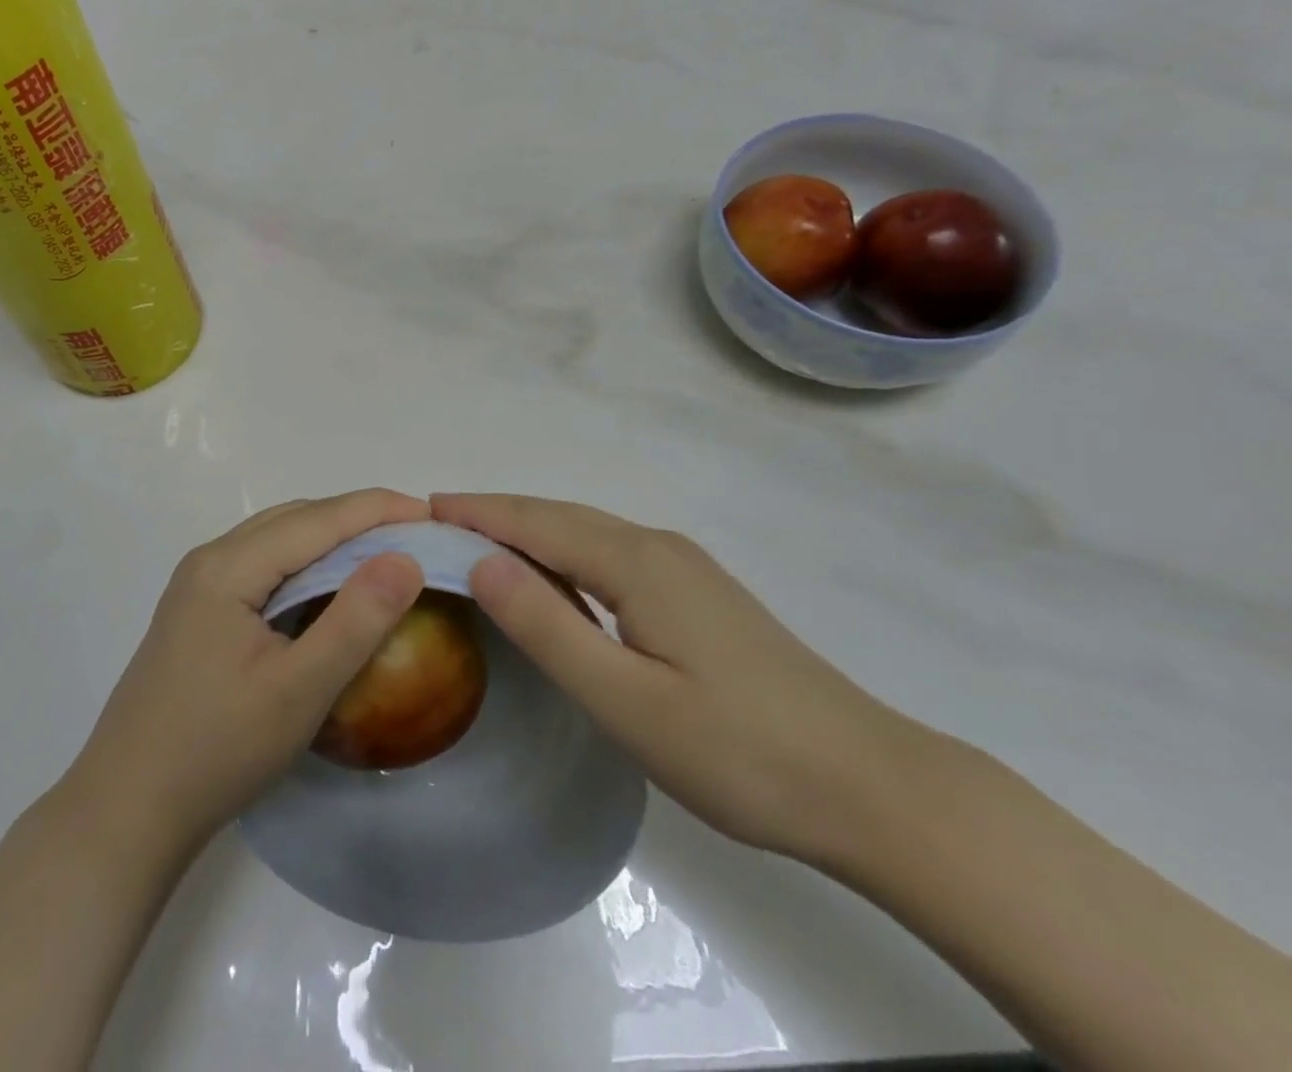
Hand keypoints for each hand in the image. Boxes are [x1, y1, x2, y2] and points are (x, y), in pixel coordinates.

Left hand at [69, 489, 427, 849]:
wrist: (125, 811)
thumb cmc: (216, 751)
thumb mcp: (299, 690)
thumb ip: (355, 620)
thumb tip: (405, 559)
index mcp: (229, 566)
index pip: (318, 519)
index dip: (378, 510)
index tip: (433, 514)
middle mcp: (210, 560)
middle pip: (296, 520)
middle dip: (358, 518)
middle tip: (415, 535)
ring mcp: (199, 585)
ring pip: (277, 540)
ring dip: (331, 539)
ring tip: (382, 555)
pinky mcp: (198, 612)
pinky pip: (263, 567)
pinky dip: (305, 565)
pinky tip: (328, 589)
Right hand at [432, 493, 934, 865]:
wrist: (870, 787)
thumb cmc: (738, 752)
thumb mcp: (625, 700)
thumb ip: (548, 626)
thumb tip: (482, 561)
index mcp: (636, 563)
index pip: (536, 523)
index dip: (479, 513)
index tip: (424, 507)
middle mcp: (657, 548)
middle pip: (560, 517)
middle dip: (497, 514)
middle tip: (439, 521)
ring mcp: (684, 569)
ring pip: (587, 533)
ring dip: (529, 530)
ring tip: (479, 541)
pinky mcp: (698, 594)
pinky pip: (610, 554)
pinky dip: (564, 552)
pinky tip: (553, 577)